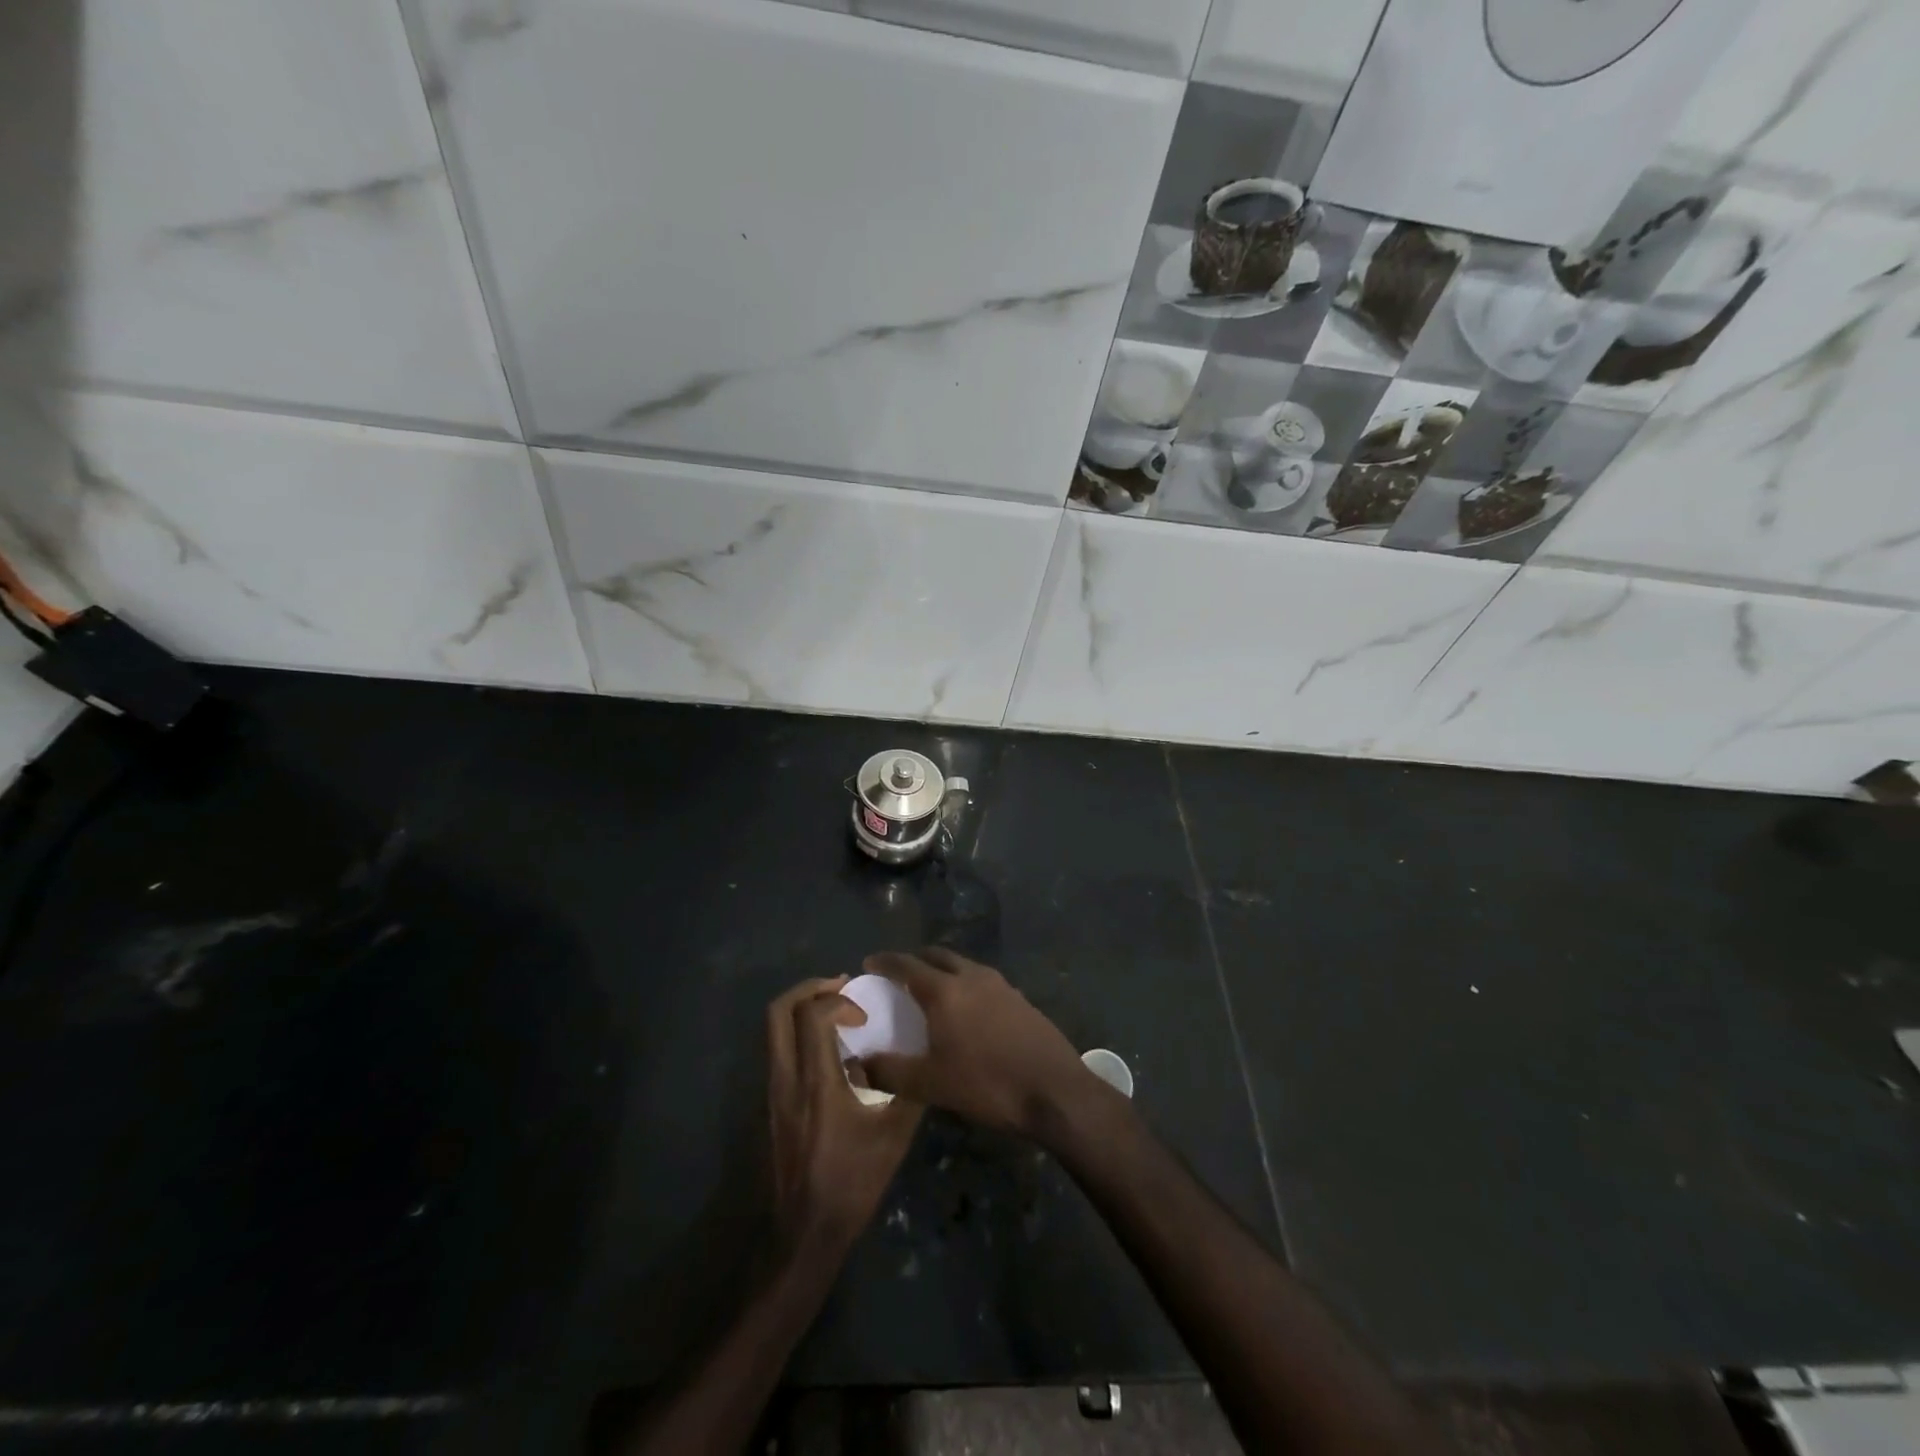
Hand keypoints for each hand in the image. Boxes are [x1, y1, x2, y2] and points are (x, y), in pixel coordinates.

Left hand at [766, 976, 922, 1259]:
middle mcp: (786, 1080)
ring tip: (837, 1013)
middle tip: (842, 988)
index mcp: (815, 1083)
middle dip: (810, 989)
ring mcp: (773, 1093)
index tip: (864, 1015)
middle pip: (778, 1012)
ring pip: (773, 1031)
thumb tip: (923, 1059)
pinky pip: (779, 1052)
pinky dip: (800, 1035)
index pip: (812, 1016)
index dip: (839, 1001)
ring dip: (803, 1010)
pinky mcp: (771, 1106)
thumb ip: (908, 1091)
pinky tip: (830, 1052)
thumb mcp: (893, 1137)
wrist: (805, 1234)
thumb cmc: (851, 1184)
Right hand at [860, 948, 1096, 1141]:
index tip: (869, 962)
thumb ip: (889, 1071)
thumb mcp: (931, 1085)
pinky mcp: (1020, 998)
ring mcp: (1000, 984)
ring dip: (943, 969)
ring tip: (932, 989)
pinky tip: (968, 1009)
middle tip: (899, 974)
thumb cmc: (987, 1084)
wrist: (1055, 1090)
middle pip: (937, 955)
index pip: (907, 965)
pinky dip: (966, 983)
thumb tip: (857, 1063)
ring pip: (963, 965)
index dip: (885, 962)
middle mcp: (972, 976)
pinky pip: (983, 980)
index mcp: (945, 990)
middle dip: (915, 960)